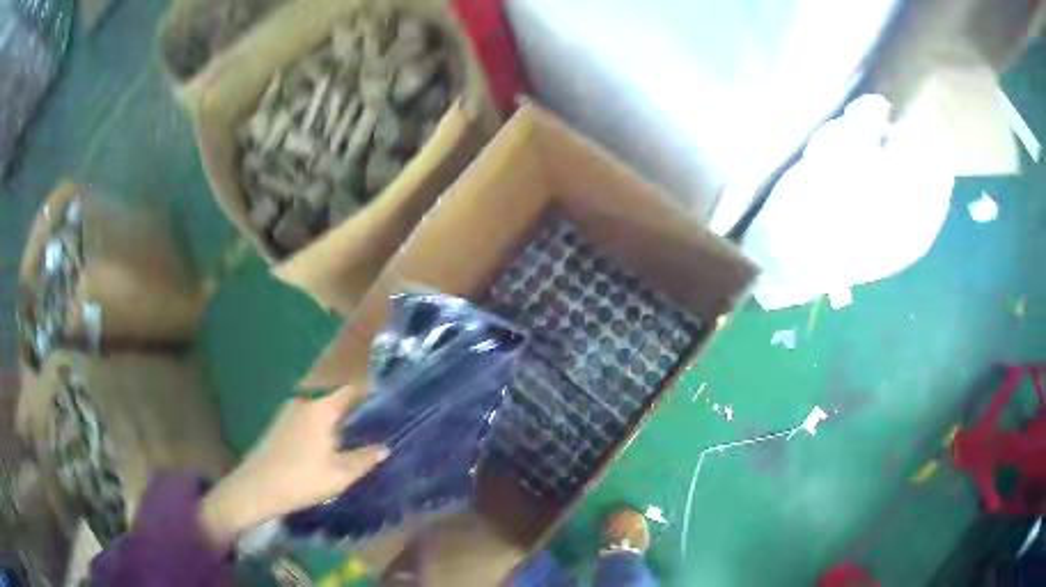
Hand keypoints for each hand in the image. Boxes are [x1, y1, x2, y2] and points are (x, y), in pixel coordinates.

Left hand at [199, 386, 387, 547]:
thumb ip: (364, 459)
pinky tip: (329, 446)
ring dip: (338, 418)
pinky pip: (309, 417)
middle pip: (336, 398)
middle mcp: (305, 402)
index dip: (371, 395)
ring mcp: (289, 412)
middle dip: (356, 409)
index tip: (389, 407)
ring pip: (321, 408)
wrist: (257, 488)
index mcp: (321, 408)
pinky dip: (323, 425)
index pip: (351, 390)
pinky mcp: (280, 424)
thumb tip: (384, 447)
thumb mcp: (340, 475)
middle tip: (376, 426)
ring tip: (357, 437)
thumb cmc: (301, 479)